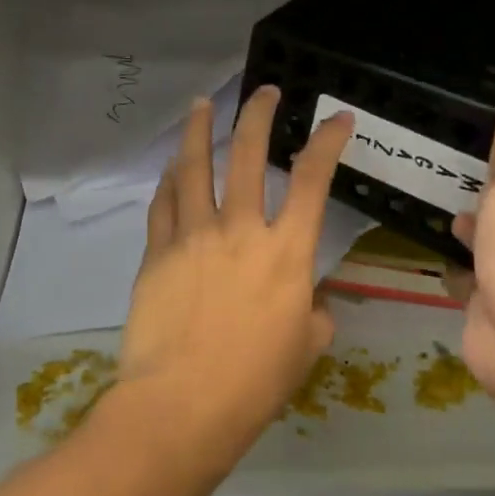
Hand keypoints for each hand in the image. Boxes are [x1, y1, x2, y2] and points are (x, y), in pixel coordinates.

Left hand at [108, 85, 352, 475]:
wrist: (182, 404)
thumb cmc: (254, 383)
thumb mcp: (305, 347)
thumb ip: (312, 313)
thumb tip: (308, 301)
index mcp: (286, 251)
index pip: (312, 179)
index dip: (327, 141)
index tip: (337, 117)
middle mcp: (240, 229)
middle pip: (247, 154)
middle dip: (258, 114)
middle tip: (263, 91)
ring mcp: (193, 235)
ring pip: (194, 166)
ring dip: (198, 130)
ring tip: (200, 104)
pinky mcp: (157, 252)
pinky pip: (162, 204)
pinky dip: (168, 181)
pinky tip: (170, 170)